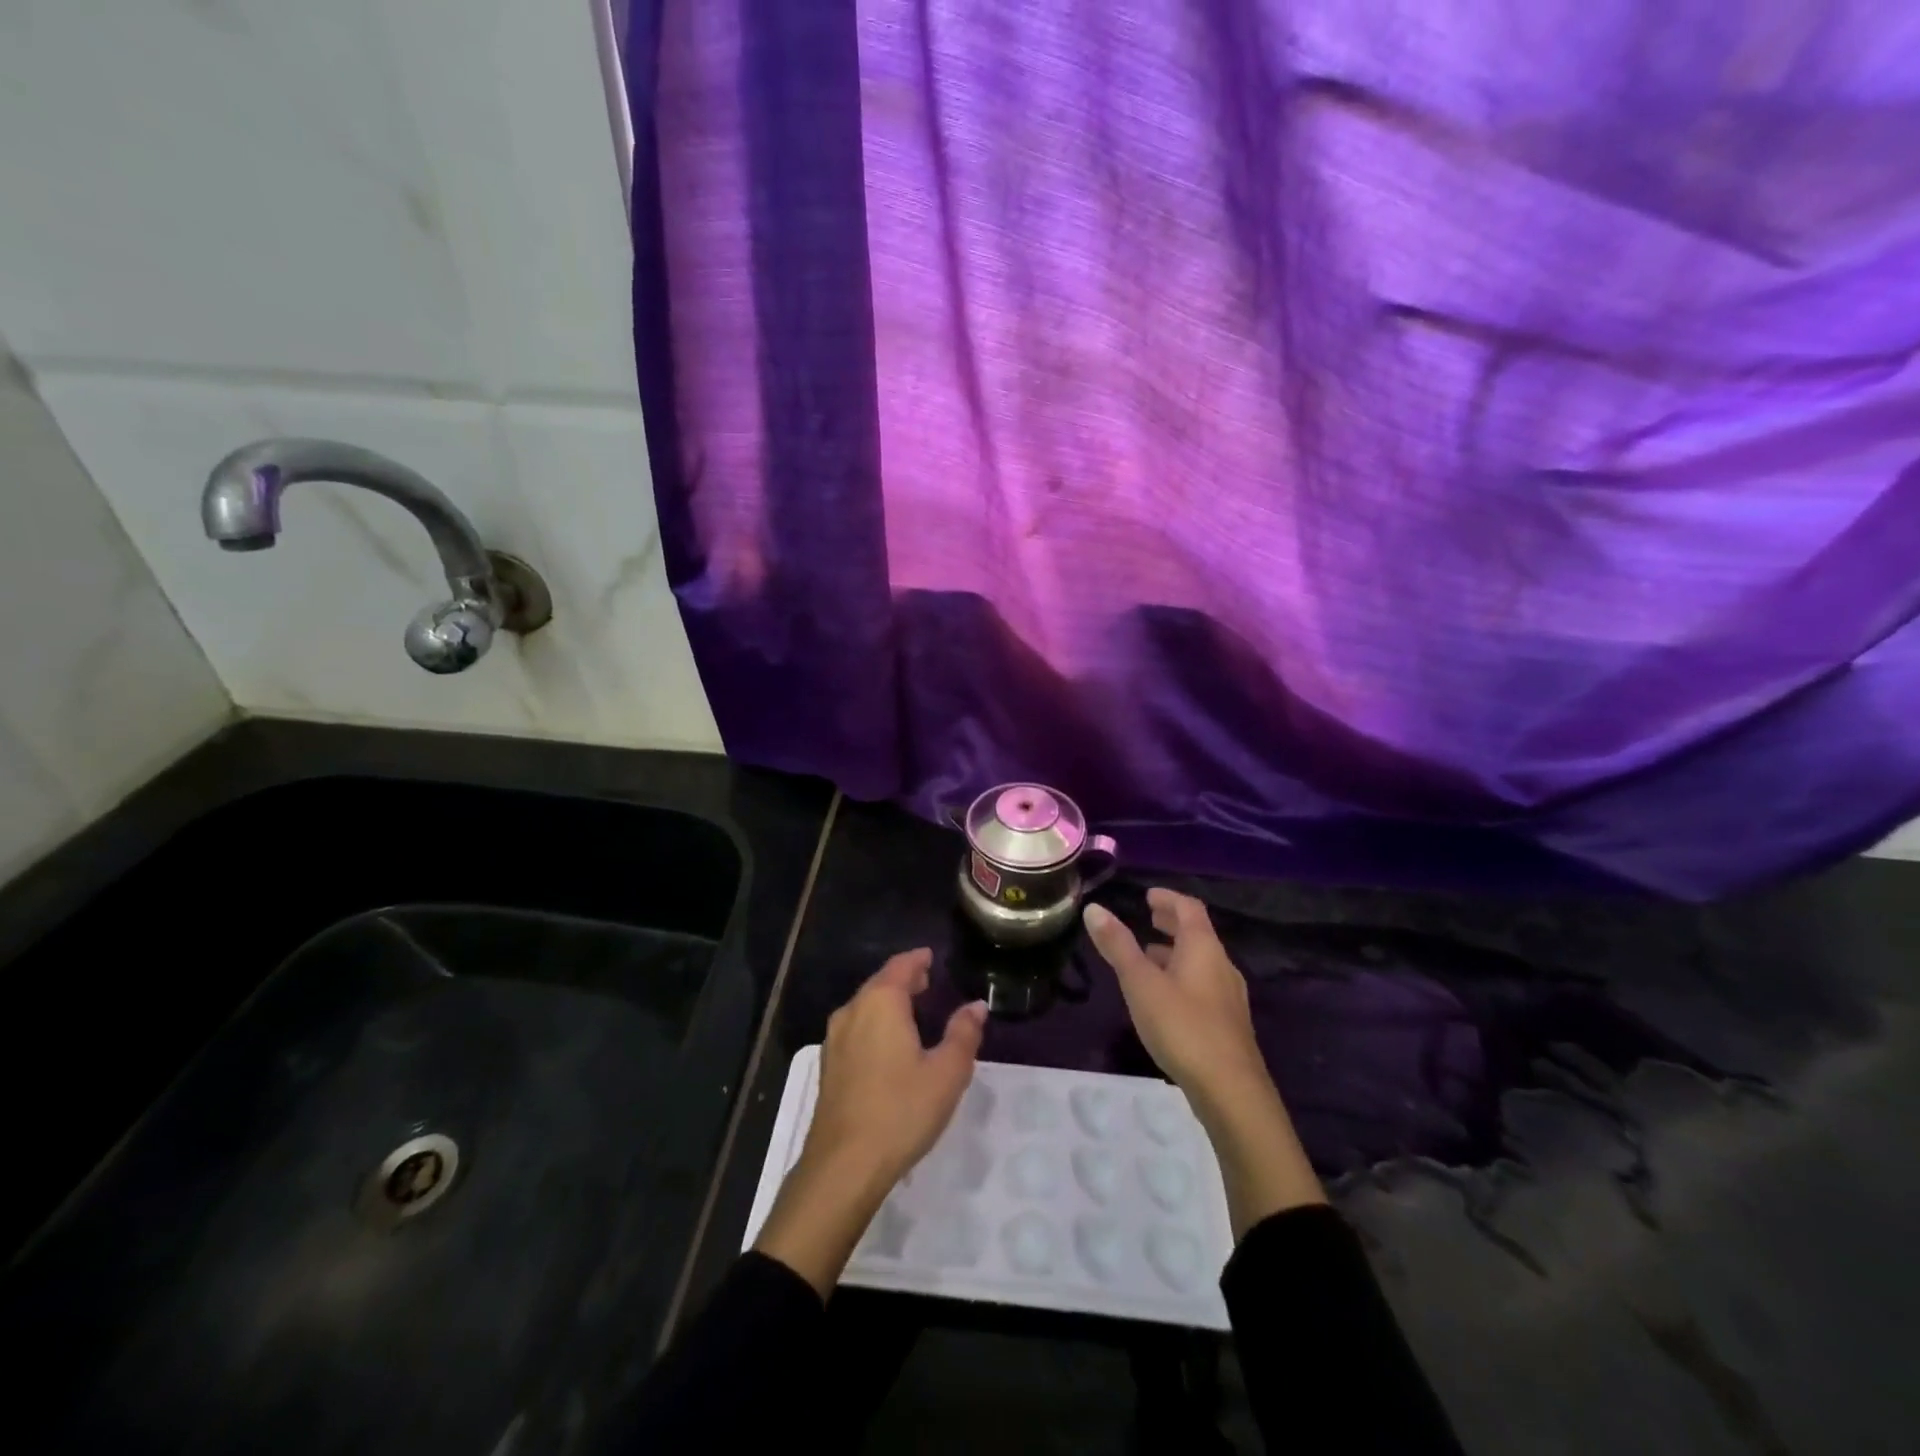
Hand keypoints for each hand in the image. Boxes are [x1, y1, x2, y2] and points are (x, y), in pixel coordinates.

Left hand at [754, 950, 987, 1294]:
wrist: (843, 1165)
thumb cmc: (901, 1111)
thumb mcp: (947, 1073)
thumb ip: (963, 1034)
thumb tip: (976, 1006)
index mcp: (880, 1003)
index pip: (900, 966)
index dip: (918, 959)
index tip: (931, 956)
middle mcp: (853, 1011)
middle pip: (879, 983)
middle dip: (903, 979)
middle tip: (927, 980)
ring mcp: (835, 1039)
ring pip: (865, 1006)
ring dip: (888, 1001)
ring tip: (912, 1009)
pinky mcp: (828, 1066)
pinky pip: (855, 1028)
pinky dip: (875, 1022)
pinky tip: (889, 1042)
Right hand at [1082, 890, 1265, 1102]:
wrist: (1231, 1091)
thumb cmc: (1183, 1027)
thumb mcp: (1141, 983)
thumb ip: (1118, 946)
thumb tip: (1094, 908)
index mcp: (1203, 948)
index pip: (1189, 908)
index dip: (1168, 898)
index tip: (1148, 896)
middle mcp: (1221, 965)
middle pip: (1198, 934)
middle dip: (1172, 923)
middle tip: (1149, 917)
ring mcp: (1228, 997)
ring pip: (1201, 962)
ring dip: (1176, 951)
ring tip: (1149, 955)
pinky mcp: (1228, 1024)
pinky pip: (1203, 985)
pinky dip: (1182, 976)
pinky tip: (1165, 997)